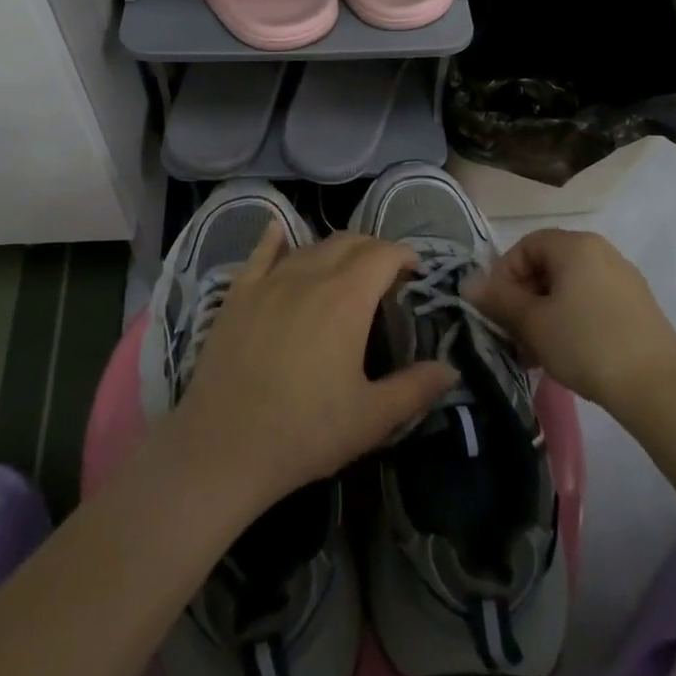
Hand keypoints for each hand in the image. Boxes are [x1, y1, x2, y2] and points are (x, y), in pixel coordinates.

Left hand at [168, 227, 457, 507]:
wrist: (224, 445)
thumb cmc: (305, 432)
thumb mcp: (371, 418)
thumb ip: (415, 389)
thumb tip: (450, 369)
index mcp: (347, 298)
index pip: (382, 254)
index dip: (403, 254)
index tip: (415, 270)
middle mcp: (310, 275)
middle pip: (348, 242)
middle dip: (374, 249)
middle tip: (385, 273)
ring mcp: (270, 280)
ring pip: (310, 246)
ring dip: (335, 249)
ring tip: (345, 267)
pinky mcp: (238, 292)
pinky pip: (261, 252)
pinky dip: (275, 237)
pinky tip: (279, 230)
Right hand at [465, 227, 675, 412]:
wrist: (660, 389)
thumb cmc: (586, 344)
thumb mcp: (533, 323)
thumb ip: (499, 299)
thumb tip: (467, 283)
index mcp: (575, 245)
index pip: (526, 246)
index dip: (505, 275)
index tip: (498, 310)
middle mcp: (601, 251)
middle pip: (548, 266)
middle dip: (524, 299)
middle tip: (514, 335)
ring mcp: (624, 279)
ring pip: (570, 287)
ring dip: (546, 314)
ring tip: (537, 353)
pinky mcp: (638, 307)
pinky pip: (592, 302)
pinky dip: (573, 320)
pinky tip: (568, 354)